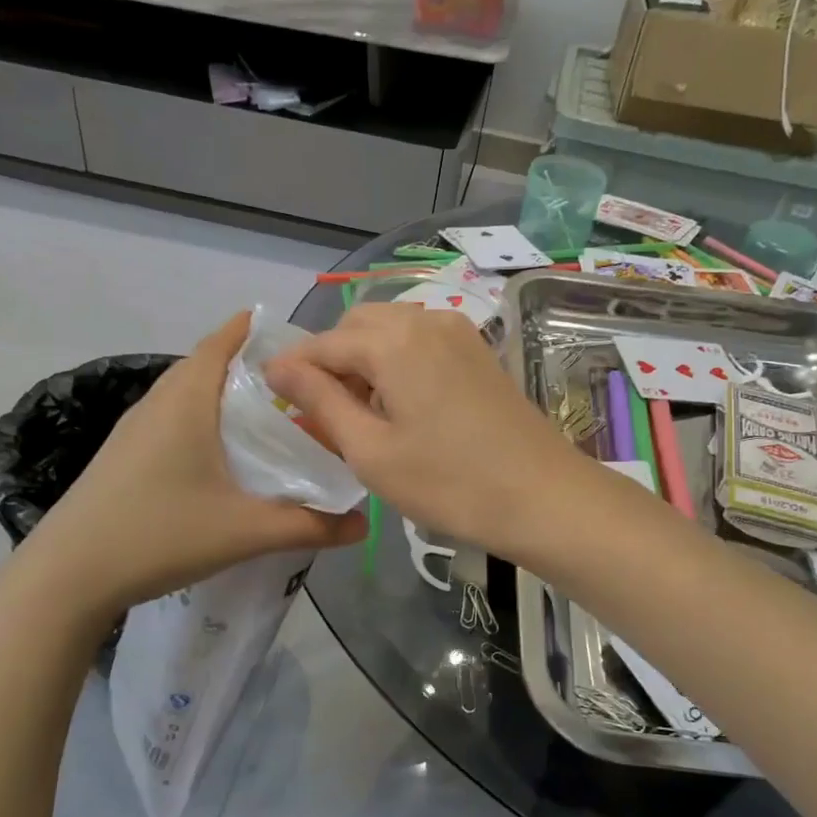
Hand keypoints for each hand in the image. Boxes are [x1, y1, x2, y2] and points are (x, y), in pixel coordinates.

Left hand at [29, 312, 367, 611]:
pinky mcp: (125, 454)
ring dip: (229, 396)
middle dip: (256, 367)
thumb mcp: (243, 531)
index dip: (262, 330)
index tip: (306, 344)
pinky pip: (175, 419)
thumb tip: (363, 525)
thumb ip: (308, 525)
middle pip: (211, 363)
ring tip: (274, 420)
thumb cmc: (158, 534)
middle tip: (304, 388)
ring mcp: (136, 428)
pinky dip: (207, 421)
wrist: (65, 576)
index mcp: (187, 398)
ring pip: (191, 393)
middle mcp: (159, 401)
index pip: (225, 338)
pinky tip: (226, 458)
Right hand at [264, 303, 593, 555]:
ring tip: (363, 412)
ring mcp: (458, 332)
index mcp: (393, 340)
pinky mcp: (477, 350)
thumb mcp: (371, 450)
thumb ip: (320, 400)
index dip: (293, 368)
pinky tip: (402, 404)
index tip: (273, 397)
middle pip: (358, 325)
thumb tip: (278, 366)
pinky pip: (420, 340)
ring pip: (391, 329)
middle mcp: (425, 320)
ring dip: (365, 358)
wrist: (542, 496)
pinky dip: (398, 361)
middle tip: (325, 411)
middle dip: (332, 359)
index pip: (323, 343)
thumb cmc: (448, 482)